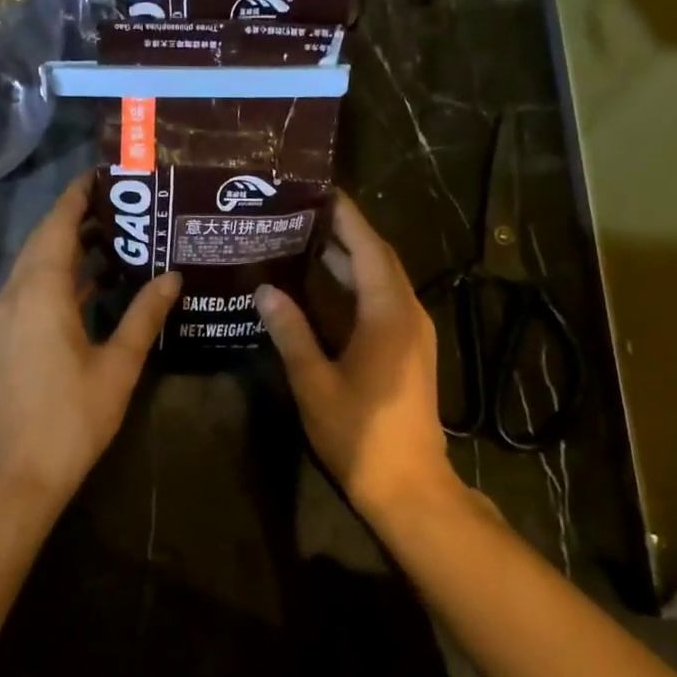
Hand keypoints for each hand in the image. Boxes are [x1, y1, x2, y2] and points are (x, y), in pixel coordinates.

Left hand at [0, 175, 180, 505]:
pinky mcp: (11, 335)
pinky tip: (99, 281)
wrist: (17, 473)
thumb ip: (144, 315)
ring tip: (122, 234)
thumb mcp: (117, 364)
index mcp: (40, 291)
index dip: (78, 194)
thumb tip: (172, 276)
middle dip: (80, 216)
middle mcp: (16, 293)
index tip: (107, 173)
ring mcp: (9, 316)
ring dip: (73, 247)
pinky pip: (36, 288)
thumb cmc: (71, 418)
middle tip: (127, 202)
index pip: (57, 223)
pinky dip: (65, 276)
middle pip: (46, 239)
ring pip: (40, 264)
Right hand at [256, 193, 452, 512]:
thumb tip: (264, 289)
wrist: (408, 485)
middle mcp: (407, 313)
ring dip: (349, 257)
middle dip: (343, 231)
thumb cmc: (359, 433)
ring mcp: (412, 332)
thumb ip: (290, 332)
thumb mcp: (314, 382)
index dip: (346, 216)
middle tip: (298, 212)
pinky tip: (323, 287)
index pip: (369, 247)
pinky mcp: (408, 349)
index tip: (317, 190)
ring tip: (303, 238)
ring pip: (381, 279)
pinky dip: (355, 284)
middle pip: (377, 257)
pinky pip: (382, 300)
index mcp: (388, 314)